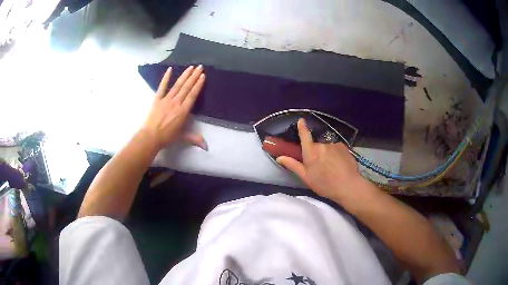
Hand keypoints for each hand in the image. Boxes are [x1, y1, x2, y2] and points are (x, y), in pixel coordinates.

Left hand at [141, 65, 206, 150]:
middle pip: (186, 87)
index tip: (203, 75)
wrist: (150, 137)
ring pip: (177, 85)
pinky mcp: (157, 99)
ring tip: (191, 67)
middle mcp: (176, 102)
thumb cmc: (167, 137)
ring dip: (184, 75)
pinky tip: (170, 69)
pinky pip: (162, 87)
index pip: (192, 95)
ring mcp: (166, 99)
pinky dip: (166, 78)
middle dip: (194, 76)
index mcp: (183, 111)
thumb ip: (195, 139)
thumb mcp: (183, 137)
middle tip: (200, 66)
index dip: (198, 85)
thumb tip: (207, 147)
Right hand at [276, 118, 370, 201]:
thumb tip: (279, 157)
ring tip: (332, 167)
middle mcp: (322, 145)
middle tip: (319, 166)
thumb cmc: (325, 184)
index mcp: (311, 152)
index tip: (301, 120)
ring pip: (327, 147)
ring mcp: (334, 145)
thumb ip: (293, 165)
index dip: (302, 127)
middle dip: (316, 153)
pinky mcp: (344, 147)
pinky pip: (336, 148)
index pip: (304, 135)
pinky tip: (339, 165)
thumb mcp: (306, 177)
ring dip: (327, 154)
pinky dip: (336, 154)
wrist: (348, 186)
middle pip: (316, 145)